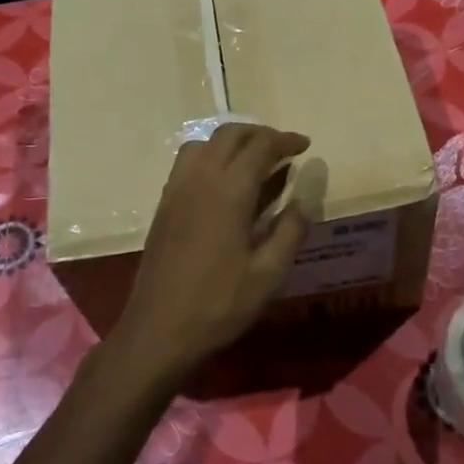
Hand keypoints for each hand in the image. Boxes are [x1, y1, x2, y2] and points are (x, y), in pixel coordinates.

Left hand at [112, 123, 311, 387]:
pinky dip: (210, 156)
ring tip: (253, 160)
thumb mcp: (268, 274)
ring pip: (203, 143)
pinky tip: (223, 183)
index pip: (260, 146)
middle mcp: (199, 179)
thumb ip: (290, 231)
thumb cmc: (219, 304)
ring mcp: (176, 190)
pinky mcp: (163, 205)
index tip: (304, 146)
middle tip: (282, 149)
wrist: (158, 329)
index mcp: (229, 191)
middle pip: (229, 135)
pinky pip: (187, 163)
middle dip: (259, 134)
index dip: (285, 140)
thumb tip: (302, 201)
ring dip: (231, 142)